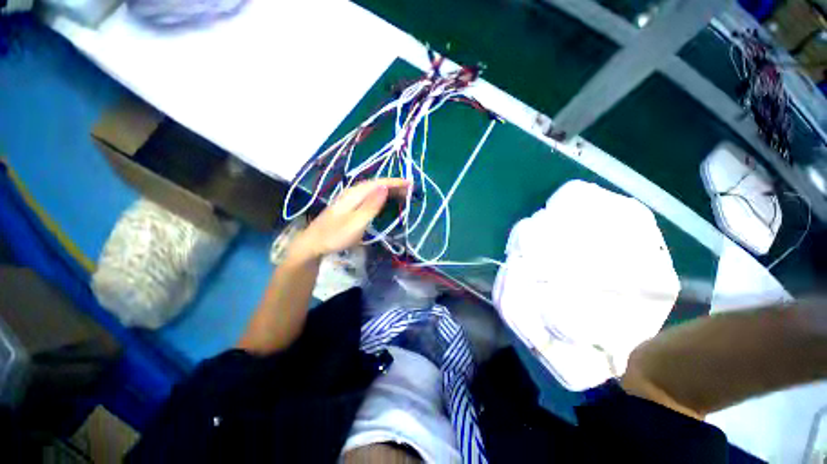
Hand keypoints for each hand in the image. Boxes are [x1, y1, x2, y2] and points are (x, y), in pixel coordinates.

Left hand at [290, 179, 409, 260]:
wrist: (313, 244)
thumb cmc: (335, 235)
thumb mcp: (356, 222)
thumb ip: (371, 205)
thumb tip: (385, 188)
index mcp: (354, 194)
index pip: (378, 183)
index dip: (395, 182)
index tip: (411, 184)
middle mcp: (352, 192)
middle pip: (376, 185)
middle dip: (393, 186)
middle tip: (410, 190)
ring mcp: (349, 199)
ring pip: (372, 190)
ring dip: (388, 190)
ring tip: (402, 194)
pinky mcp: (349, 206)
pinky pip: (368, 196)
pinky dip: (380, 196)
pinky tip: (384, 200)